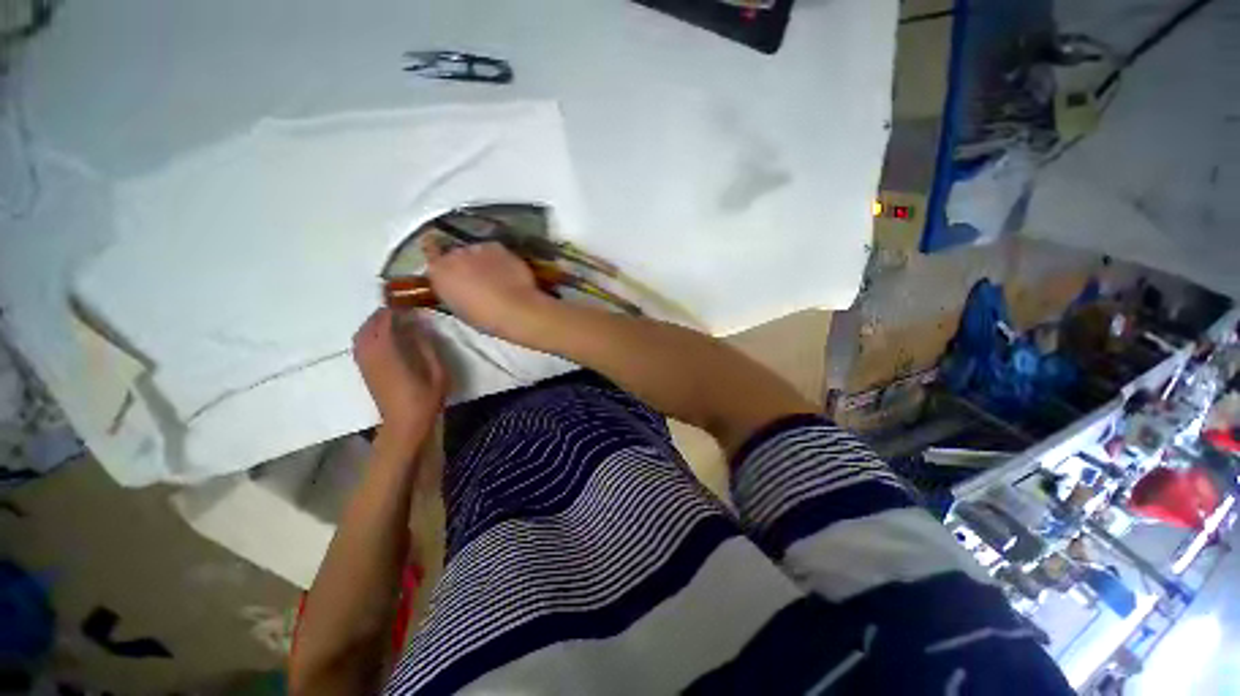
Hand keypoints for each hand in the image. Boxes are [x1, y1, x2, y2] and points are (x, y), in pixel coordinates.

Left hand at [352, 308, 446, 447]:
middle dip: (381, 314)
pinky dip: (368, 334)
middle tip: (399, 308)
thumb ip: (426, 346)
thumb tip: (419, 324)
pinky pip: (359, 345)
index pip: (385, 322)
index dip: (394, 309)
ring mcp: (364, 363)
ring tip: (390, 319)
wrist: (404, 424)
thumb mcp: (436, 371)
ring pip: (360, 335)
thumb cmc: (425, 398)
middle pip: (368, 326)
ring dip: (372, 323)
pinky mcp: (364, 371)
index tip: (407, 302)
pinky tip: (382, 336)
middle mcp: (371, 355)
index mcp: (390, 353)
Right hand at [425, 242, 553, 341]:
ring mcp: (477, 247)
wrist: (514, 309)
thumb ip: (452, 290)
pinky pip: (494, 251)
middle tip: (477, 278)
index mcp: (438, 272)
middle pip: (455, 253)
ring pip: (476, 251)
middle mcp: (453, 254)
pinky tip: (507, 272)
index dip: (439, 257)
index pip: (430, 251)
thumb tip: (457, 285)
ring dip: (481, 260)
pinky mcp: (497, 247)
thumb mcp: (458, 307)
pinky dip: (498, 259)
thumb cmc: (485, 318)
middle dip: (464, 263)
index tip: (447, 264)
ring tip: (495, 276)